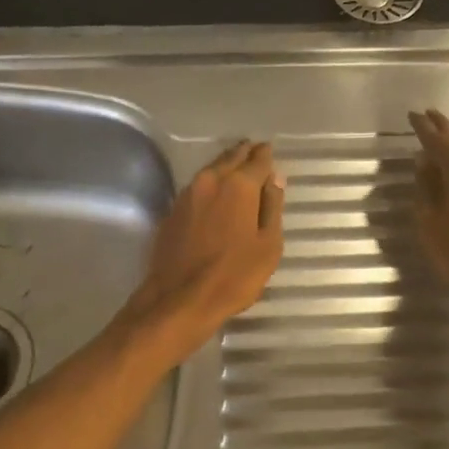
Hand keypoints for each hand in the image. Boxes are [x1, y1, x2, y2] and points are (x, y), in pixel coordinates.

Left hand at [123, 141, 284, 360]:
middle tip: (254, 148)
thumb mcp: (268, 245)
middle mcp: (211, 181)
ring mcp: (187, 195)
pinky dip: (210, 184)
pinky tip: (215, 191)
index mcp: (239, 186)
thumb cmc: (234, 275)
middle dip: (244, 153)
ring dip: (225, 165)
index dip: (266, 155)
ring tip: (236, 165)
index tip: (269, 149)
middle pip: (230, 159)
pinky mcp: (172, 211)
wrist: (180, 299)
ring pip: (211, 170)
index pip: (257, 161)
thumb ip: (272, 207)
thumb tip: (275, 180)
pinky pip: (197, 187)